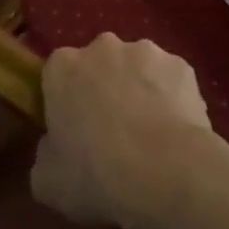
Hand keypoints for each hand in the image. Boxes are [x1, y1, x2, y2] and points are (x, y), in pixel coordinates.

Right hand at [31, 35, 222, 227]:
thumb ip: (46, 153)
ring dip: (138, 90)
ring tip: (148, 134)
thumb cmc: (96, 174)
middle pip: (99, 64)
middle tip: (111, 131)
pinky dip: (171, 98)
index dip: (64, 101)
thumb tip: (56, 146)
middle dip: (103, 88)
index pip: (57, 75)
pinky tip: (175, 132)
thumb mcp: (47, 180)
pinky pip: (170, 80)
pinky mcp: (182, 65)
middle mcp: (103, 47)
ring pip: (137, 69)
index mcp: (63, 67)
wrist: (166, 171)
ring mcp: (147, 52)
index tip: (72, 129)